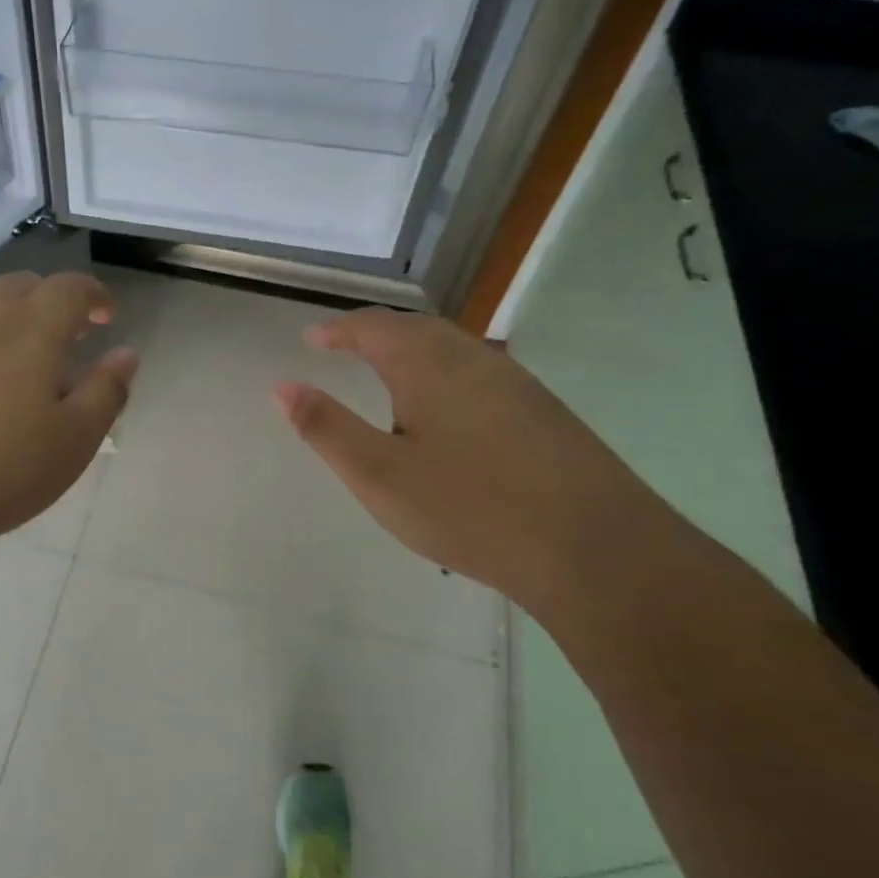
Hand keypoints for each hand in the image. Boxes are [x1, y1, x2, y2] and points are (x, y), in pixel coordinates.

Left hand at [0, 272, 136, 562]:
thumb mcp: (71, 444)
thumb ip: (105, 393)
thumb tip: (125, 354)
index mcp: (28, 332)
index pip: (69, 288)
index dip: (93, 294)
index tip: (104, 315)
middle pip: (18, 287)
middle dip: (47, 301)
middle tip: (60, 337)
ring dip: (0, 321)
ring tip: (7, 363)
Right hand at [274, 309, 669, 608]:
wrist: (596, 550)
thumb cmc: (470, 508)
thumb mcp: (378, 475)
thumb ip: (326, 428)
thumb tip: (282, 387)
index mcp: (428, 365)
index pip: (374, 327)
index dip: (339, 330)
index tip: (313, 339)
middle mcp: (475, 360)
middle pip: (417, 329)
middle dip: (376, 332)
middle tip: (345, 347)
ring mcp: (518, 384)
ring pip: (454, 350)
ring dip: (413, 351)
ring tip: (389, 374)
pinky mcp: (545, 413)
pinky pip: (480, 374)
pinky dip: (445, 374)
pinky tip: (448, 412)